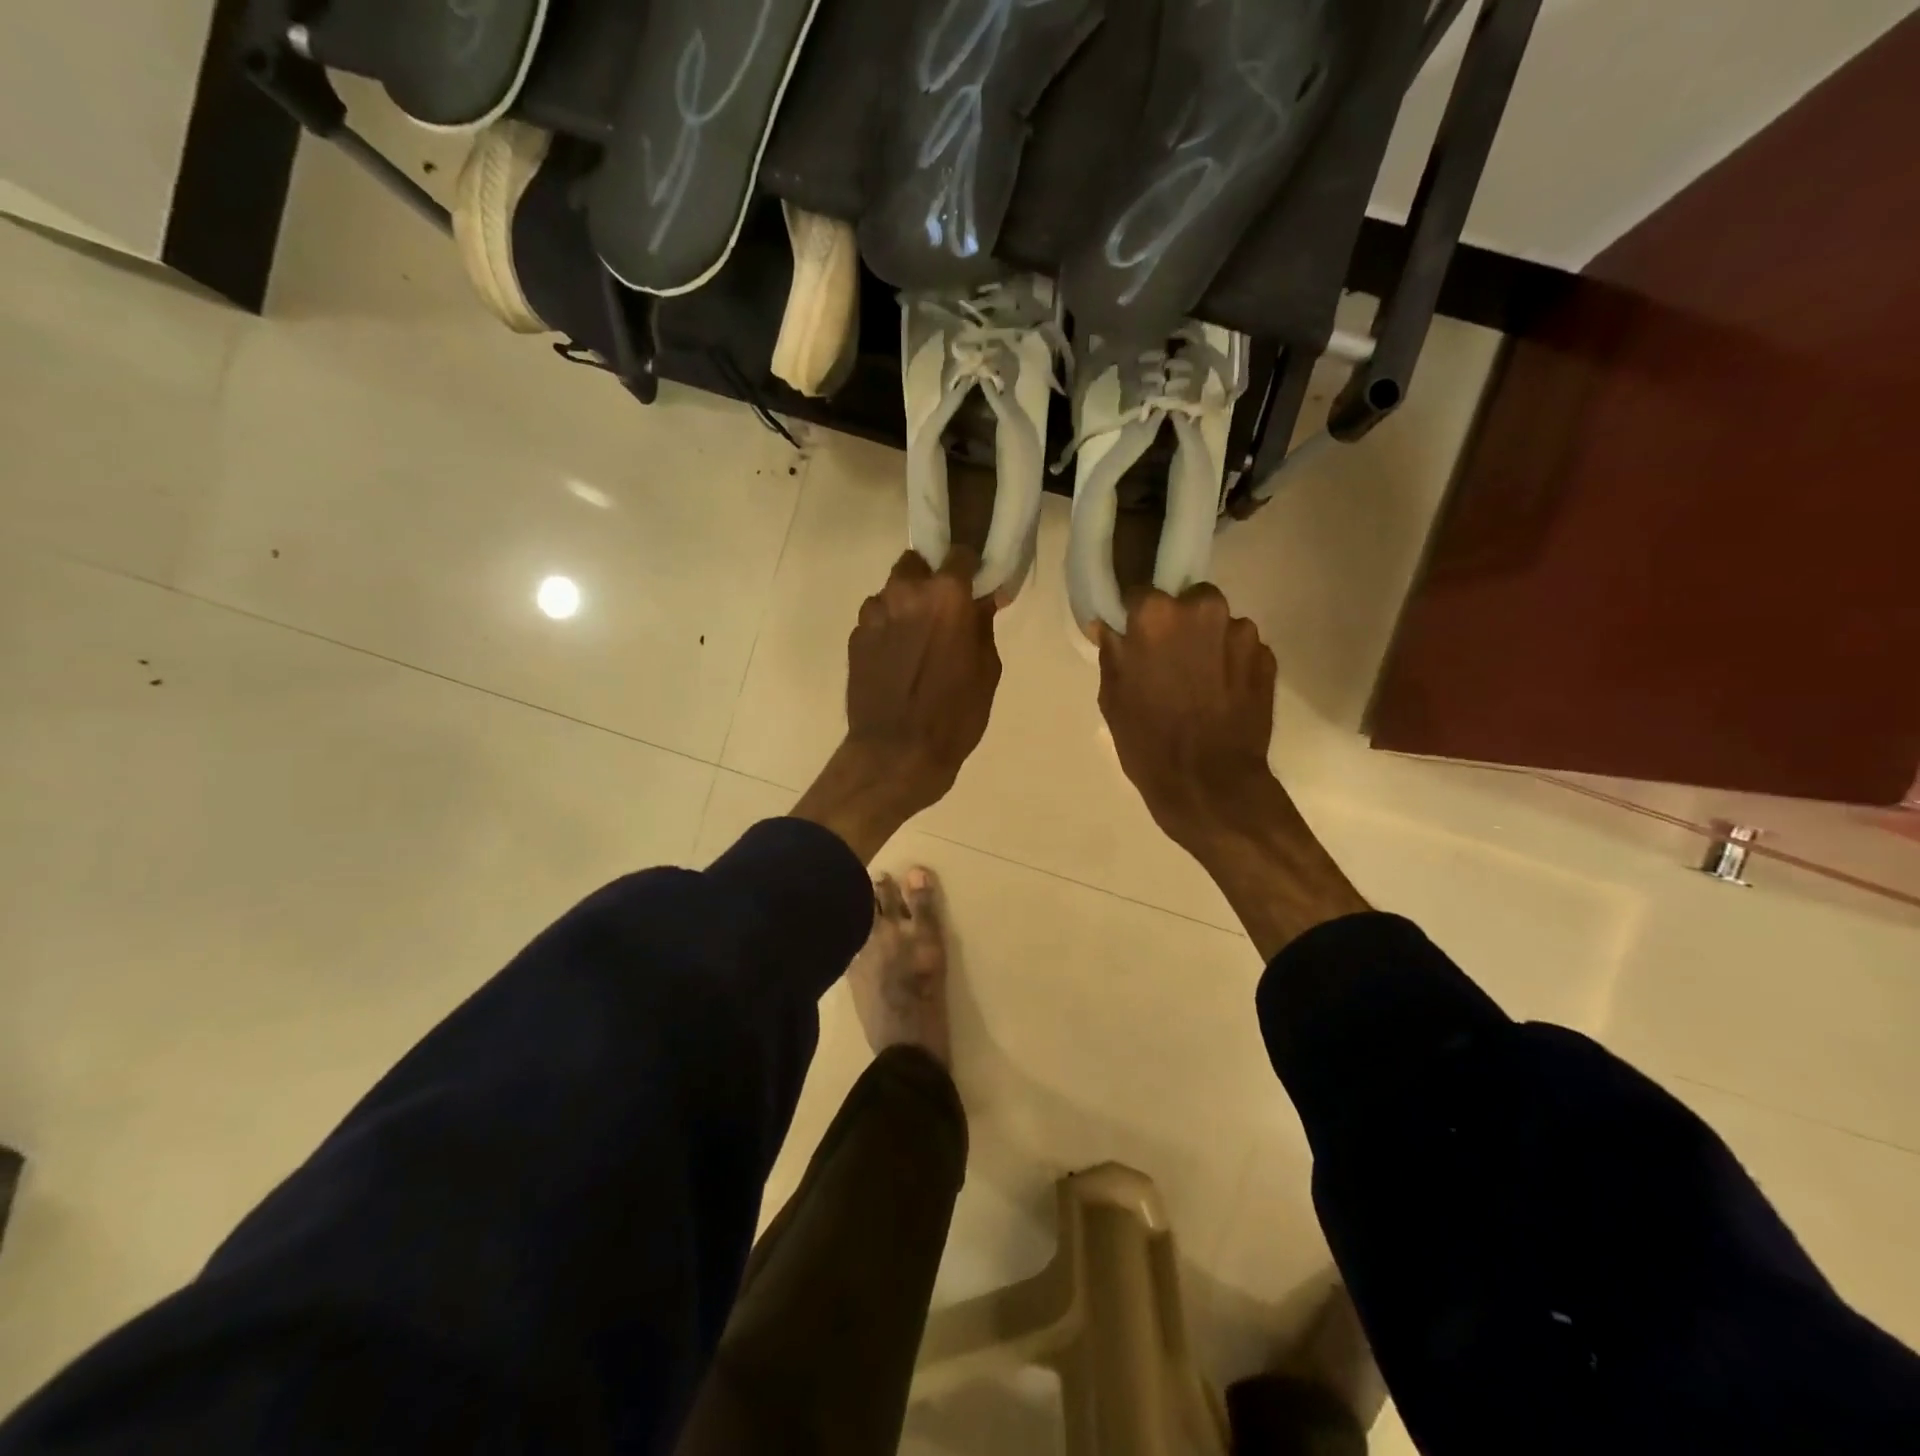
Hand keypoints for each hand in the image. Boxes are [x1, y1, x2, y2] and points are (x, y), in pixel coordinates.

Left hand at [794, 549, 1001, 860]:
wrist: (895, 754)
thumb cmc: (954, 715)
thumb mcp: (987, 670)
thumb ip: (983, 625)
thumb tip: (985, 598)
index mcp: (946, 595)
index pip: (960, 554)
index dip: (970, 569)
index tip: (976, 586)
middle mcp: (905, 592)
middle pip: (918, 565)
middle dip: (931, 581)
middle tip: (943, 613)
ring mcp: (873, 613)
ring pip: (893, 592)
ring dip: (906, 605)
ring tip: (917, 641)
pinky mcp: (854, 637)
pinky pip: (877, 619)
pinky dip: (888, 628)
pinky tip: (897, 660)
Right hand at [1095, 584, 1281, 850]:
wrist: (1210, 784)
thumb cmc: (1148, 741)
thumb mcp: (1112, 697)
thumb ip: (1114, 651)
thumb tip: (1110, 625)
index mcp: (1156, 614)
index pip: (1141, 592)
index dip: (1137, 615)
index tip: (1135, 635)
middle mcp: (1203, 609)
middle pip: (1188, 600)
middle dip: (1180, 623)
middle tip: (1170, 661)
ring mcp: (1242, 632)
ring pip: (1219, 624)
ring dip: (1208, 643)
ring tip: (1200, 683)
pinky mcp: (1268, 657)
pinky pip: (1241, 649)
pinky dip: (1231, 664)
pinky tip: (1222, 696)